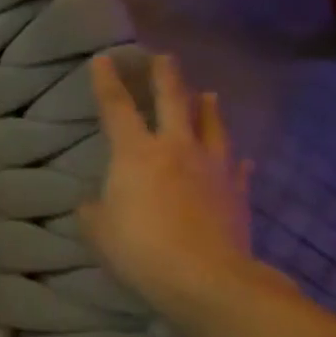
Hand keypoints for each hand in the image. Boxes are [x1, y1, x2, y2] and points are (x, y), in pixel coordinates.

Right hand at [79, 53, 256, 324]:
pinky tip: (239, 157)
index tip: (103, 58)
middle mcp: (176, 150)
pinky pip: (236, 169)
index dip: (107, 82)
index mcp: (134, 153)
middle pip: (173, 103)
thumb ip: (95, 207)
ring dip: (207, 109)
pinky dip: (234, 159)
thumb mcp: (97, 227)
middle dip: (165, 78)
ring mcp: (213, 170)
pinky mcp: (237, 195)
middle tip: (163, 57)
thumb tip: (98, 202)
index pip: (117, 108)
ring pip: (212, 128)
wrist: (206, 279)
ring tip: (208, 93)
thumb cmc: (138, 247)